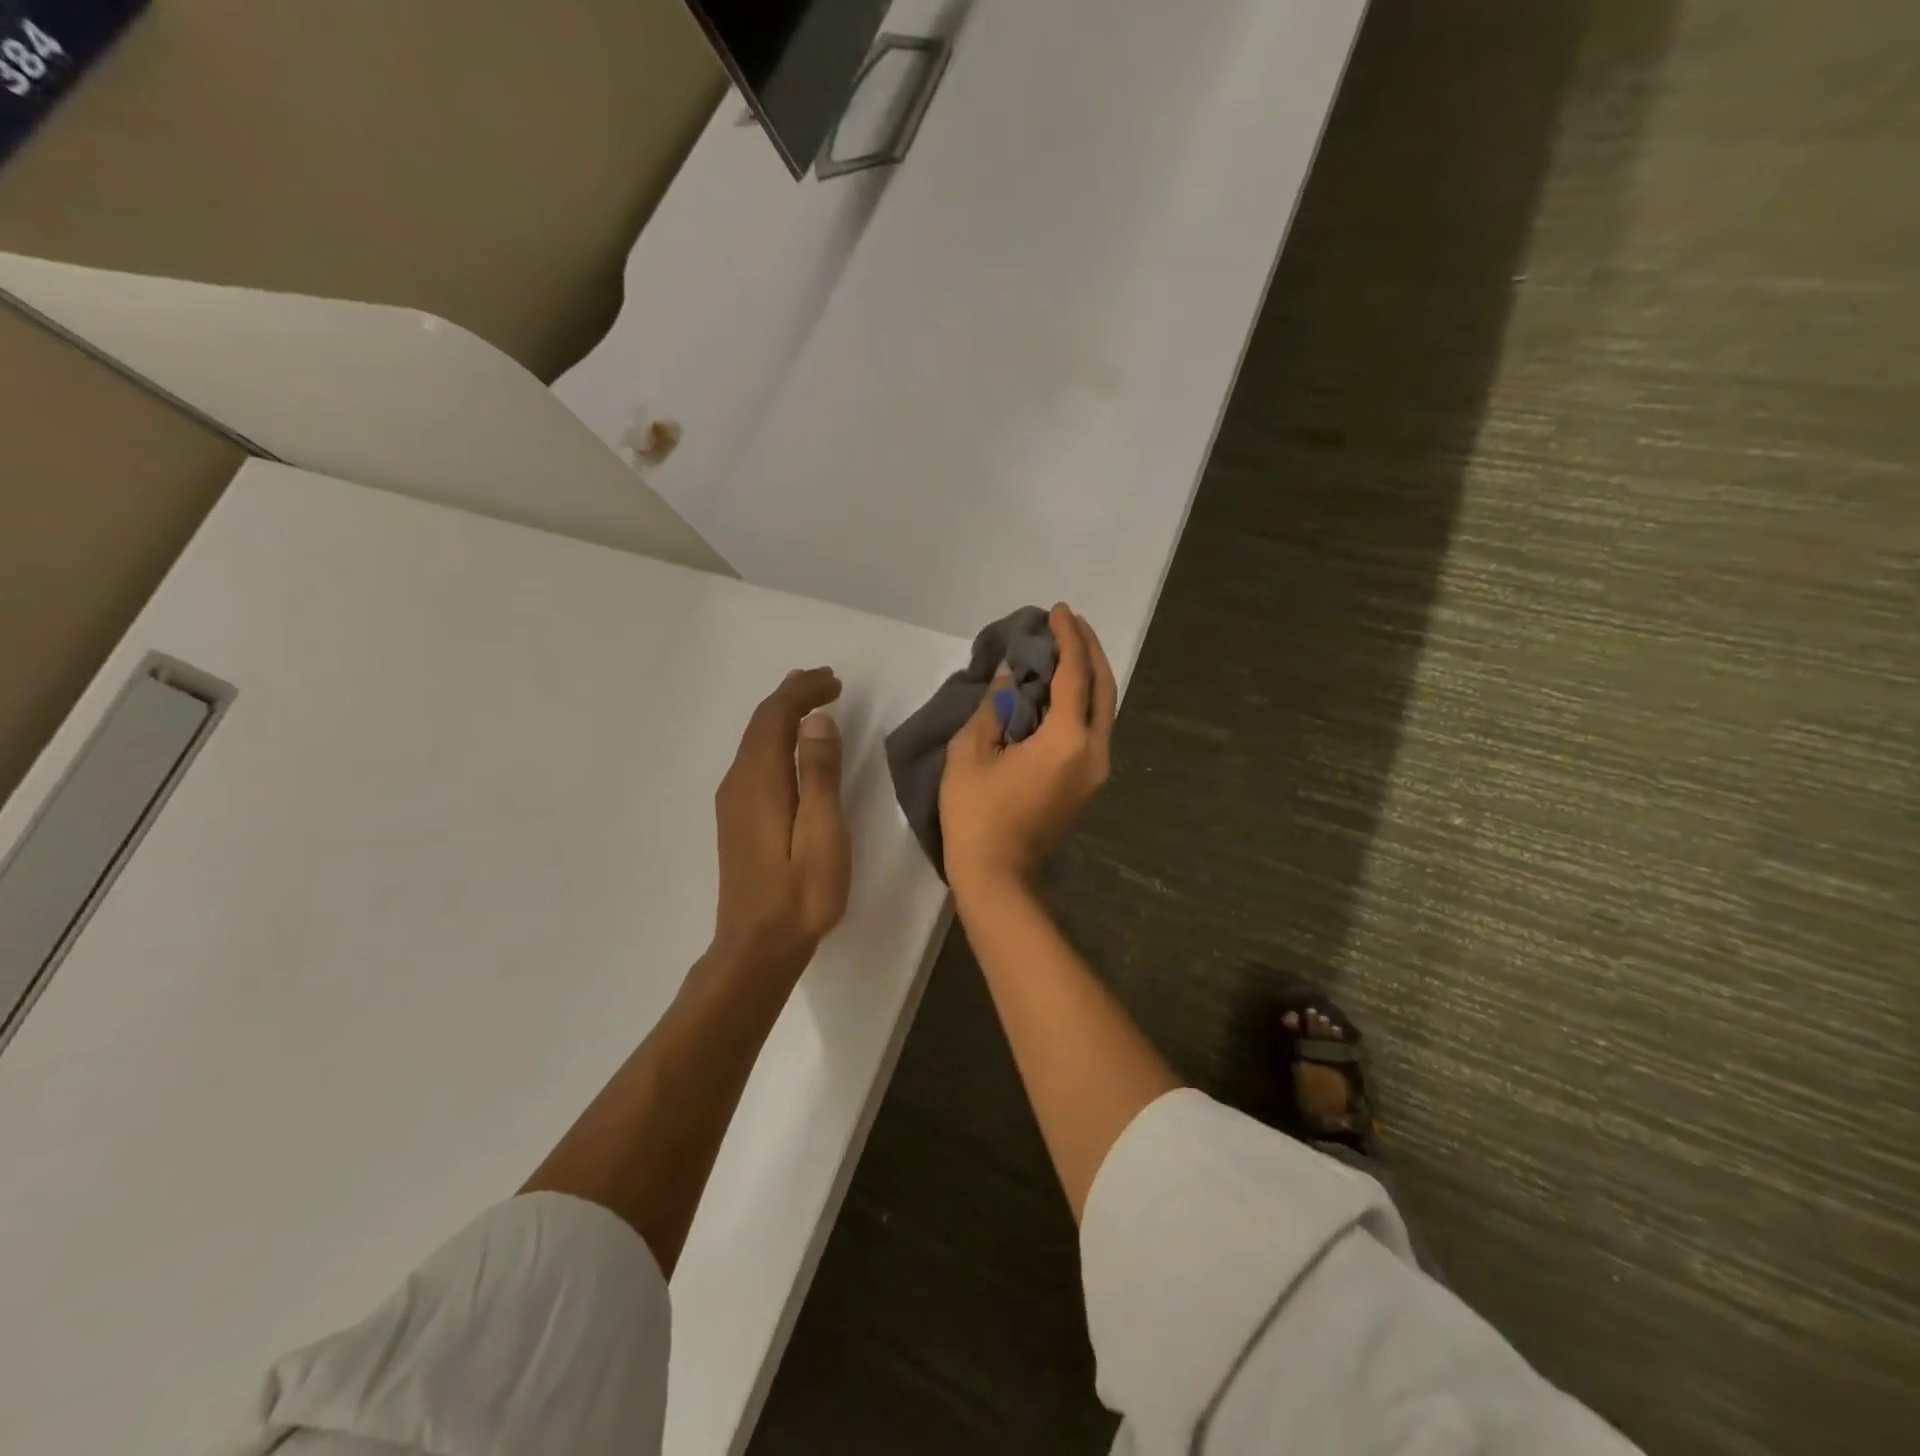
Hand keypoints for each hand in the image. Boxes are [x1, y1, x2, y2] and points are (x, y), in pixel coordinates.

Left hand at [711, 667, 851, 976]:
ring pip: (756, 740)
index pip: (775, 716)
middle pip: (761, 723)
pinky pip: (755, 760)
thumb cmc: (800, 893)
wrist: (757, 946)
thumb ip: (819, 774)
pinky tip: (794, 747)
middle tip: (826, 681)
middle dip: (792, 696)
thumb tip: (816, 721)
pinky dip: (776, 739)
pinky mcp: (737, 818)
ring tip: (813, 702)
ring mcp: (733, 801)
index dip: (802, 691)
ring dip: (783, 715)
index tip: (834, 681)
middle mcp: (738, 782)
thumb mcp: (823, 833)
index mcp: (760, 781)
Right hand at [940, 605, 1116, 897]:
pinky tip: (1063, 690)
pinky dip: (1084, 701)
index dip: (1067, 638)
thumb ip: (994, 707)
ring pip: (1104, 709)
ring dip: (1090, 675)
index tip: (1057, 611)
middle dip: (1089, 649)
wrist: (998, 876)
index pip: (1075, 674)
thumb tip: (1009, 675)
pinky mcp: (1088, 784)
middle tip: (1070, 622)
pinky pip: (1094, 728)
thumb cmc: (977, 815)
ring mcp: (1096, 770)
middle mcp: (1094, 750)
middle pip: (1104, 687)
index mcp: (1067, 739)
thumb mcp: (971, 753)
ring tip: (1069, 649)